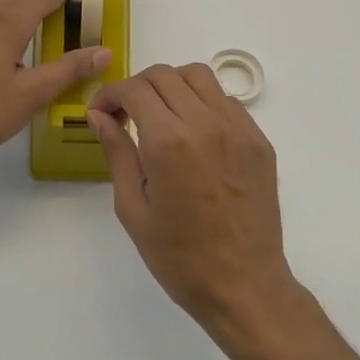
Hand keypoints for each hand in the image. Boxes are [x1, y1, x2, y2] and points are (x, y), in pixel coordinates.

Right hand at [88, 64, 301, 346]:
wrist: (245, 286)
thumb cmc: (180, 258)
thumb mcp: (133, 209)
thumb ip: (117, 153)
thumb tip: (99, 116)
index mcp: (169, 142)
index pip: (134, 90)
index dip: (110, 94)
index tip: (100, 112)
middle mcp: (206, 123)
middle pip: (165, 74)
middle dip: (137, 86)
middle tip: (125, 114)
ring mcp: (238, 128)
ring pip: (199, 76)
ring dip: (172, 85)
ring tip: (160, 116)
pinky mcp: (259, 139)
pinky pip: (226, 101)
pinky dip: (202, 102)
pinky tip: (193, 133)